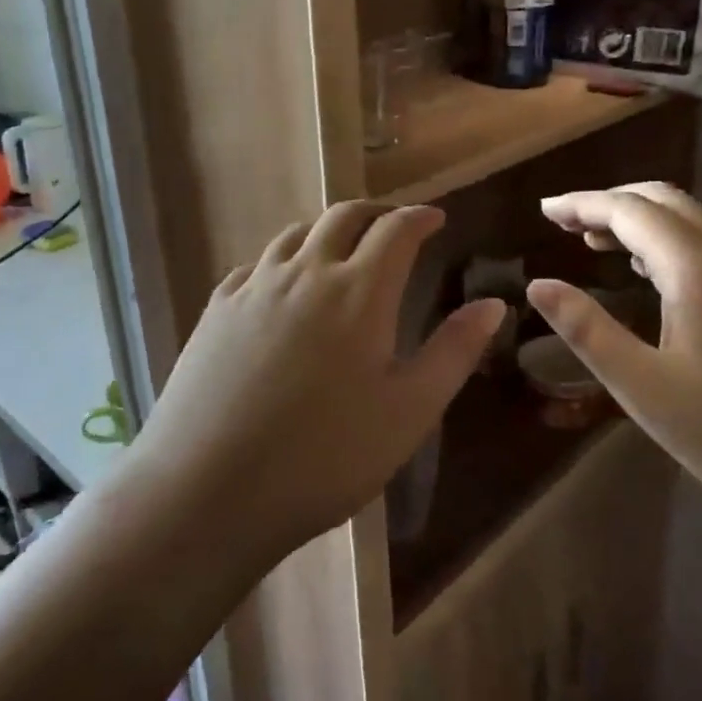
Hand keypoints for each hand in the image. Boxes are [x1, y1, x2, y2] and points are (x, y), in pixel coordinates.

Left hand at [138, 203, 505, 560]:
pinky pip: (257, 265)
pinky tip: (281, 287)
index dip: (420, 217)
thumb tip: (493, 304)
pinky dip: (283, 260)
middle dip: (375, 212)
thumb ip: (454, 351)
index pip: (396, 230)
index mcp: (359, 292)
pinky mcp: (216, 309)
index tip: (435, 218)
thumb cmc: (325, 456)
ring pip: (296, 234)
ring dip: (327, 231)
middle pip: (343, 216)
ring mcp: (254, 287)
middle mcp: (306, 273)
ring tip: (341, 250)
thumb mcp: (408, 411)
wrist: (208, 488)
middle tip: (393, 225)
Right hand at [527, 183, 701, 534]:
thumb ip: (587, 330)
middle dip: (610, 202)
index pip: (628, 210)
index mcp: (698, 268)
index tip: (543, 211)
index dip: (581, 203)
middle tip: (565, 223)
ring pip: (693, 221)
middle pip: (664, 200)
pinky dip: (671, 242)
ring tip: (597, 243)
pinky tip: (654, 274)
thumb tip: (538, 285)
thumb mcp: (644, 387)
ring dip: (642, 221)